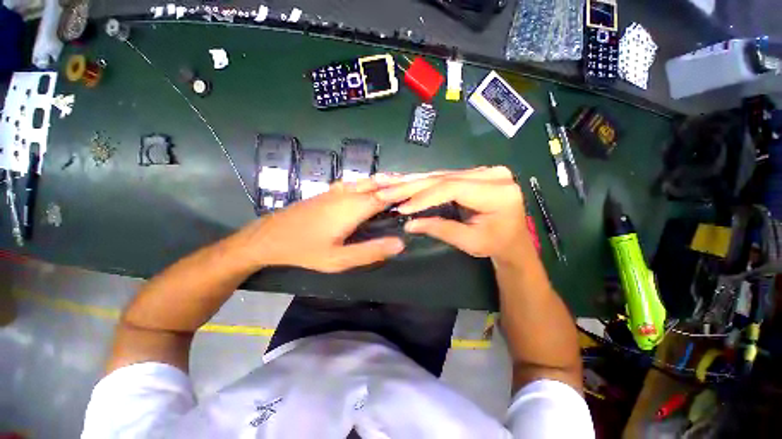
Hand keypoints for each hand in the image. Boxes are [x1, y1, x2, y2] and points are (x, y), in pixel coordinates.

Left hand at [234, 180, 403, 272]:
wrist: (270, 236)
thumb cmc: (305, 249)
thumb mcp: (339, 259)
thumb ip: (370, 251)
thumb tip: (400, 243)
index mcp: (354, 207)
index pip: (387, 196)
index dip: (405, 192)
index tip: (422, 189)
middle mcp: (348, 193)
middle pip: (380, 184)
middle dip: (399, 182)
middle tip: (418, 182)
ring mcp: (337, 190)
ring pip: (368, 180)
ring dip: (386, 180)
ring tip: (403, 181)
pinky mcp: (330, 191)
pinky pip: (358, 182)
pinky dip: (372, 182)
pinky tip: (374, 185)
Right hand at [374, 167, 530, 263]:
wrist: (513, 239)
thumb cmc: (496, 244)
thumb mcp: (469, 242)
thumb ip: (440, 229)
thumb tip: (409, 224)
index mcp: (498, 193)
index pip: (453, 188)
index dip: (425, 197)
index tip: (403, 207)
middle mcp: (493, 174)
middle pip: (445, 178)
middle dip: (412, 186)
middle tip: (386, 190)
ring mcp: (484, 171)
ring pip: (442, 175)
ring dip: (414, 182)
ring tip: (391, 184)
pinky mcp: (475, 173)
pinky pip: (445, 176)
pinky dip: (424, 182)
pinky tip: (407, 182)